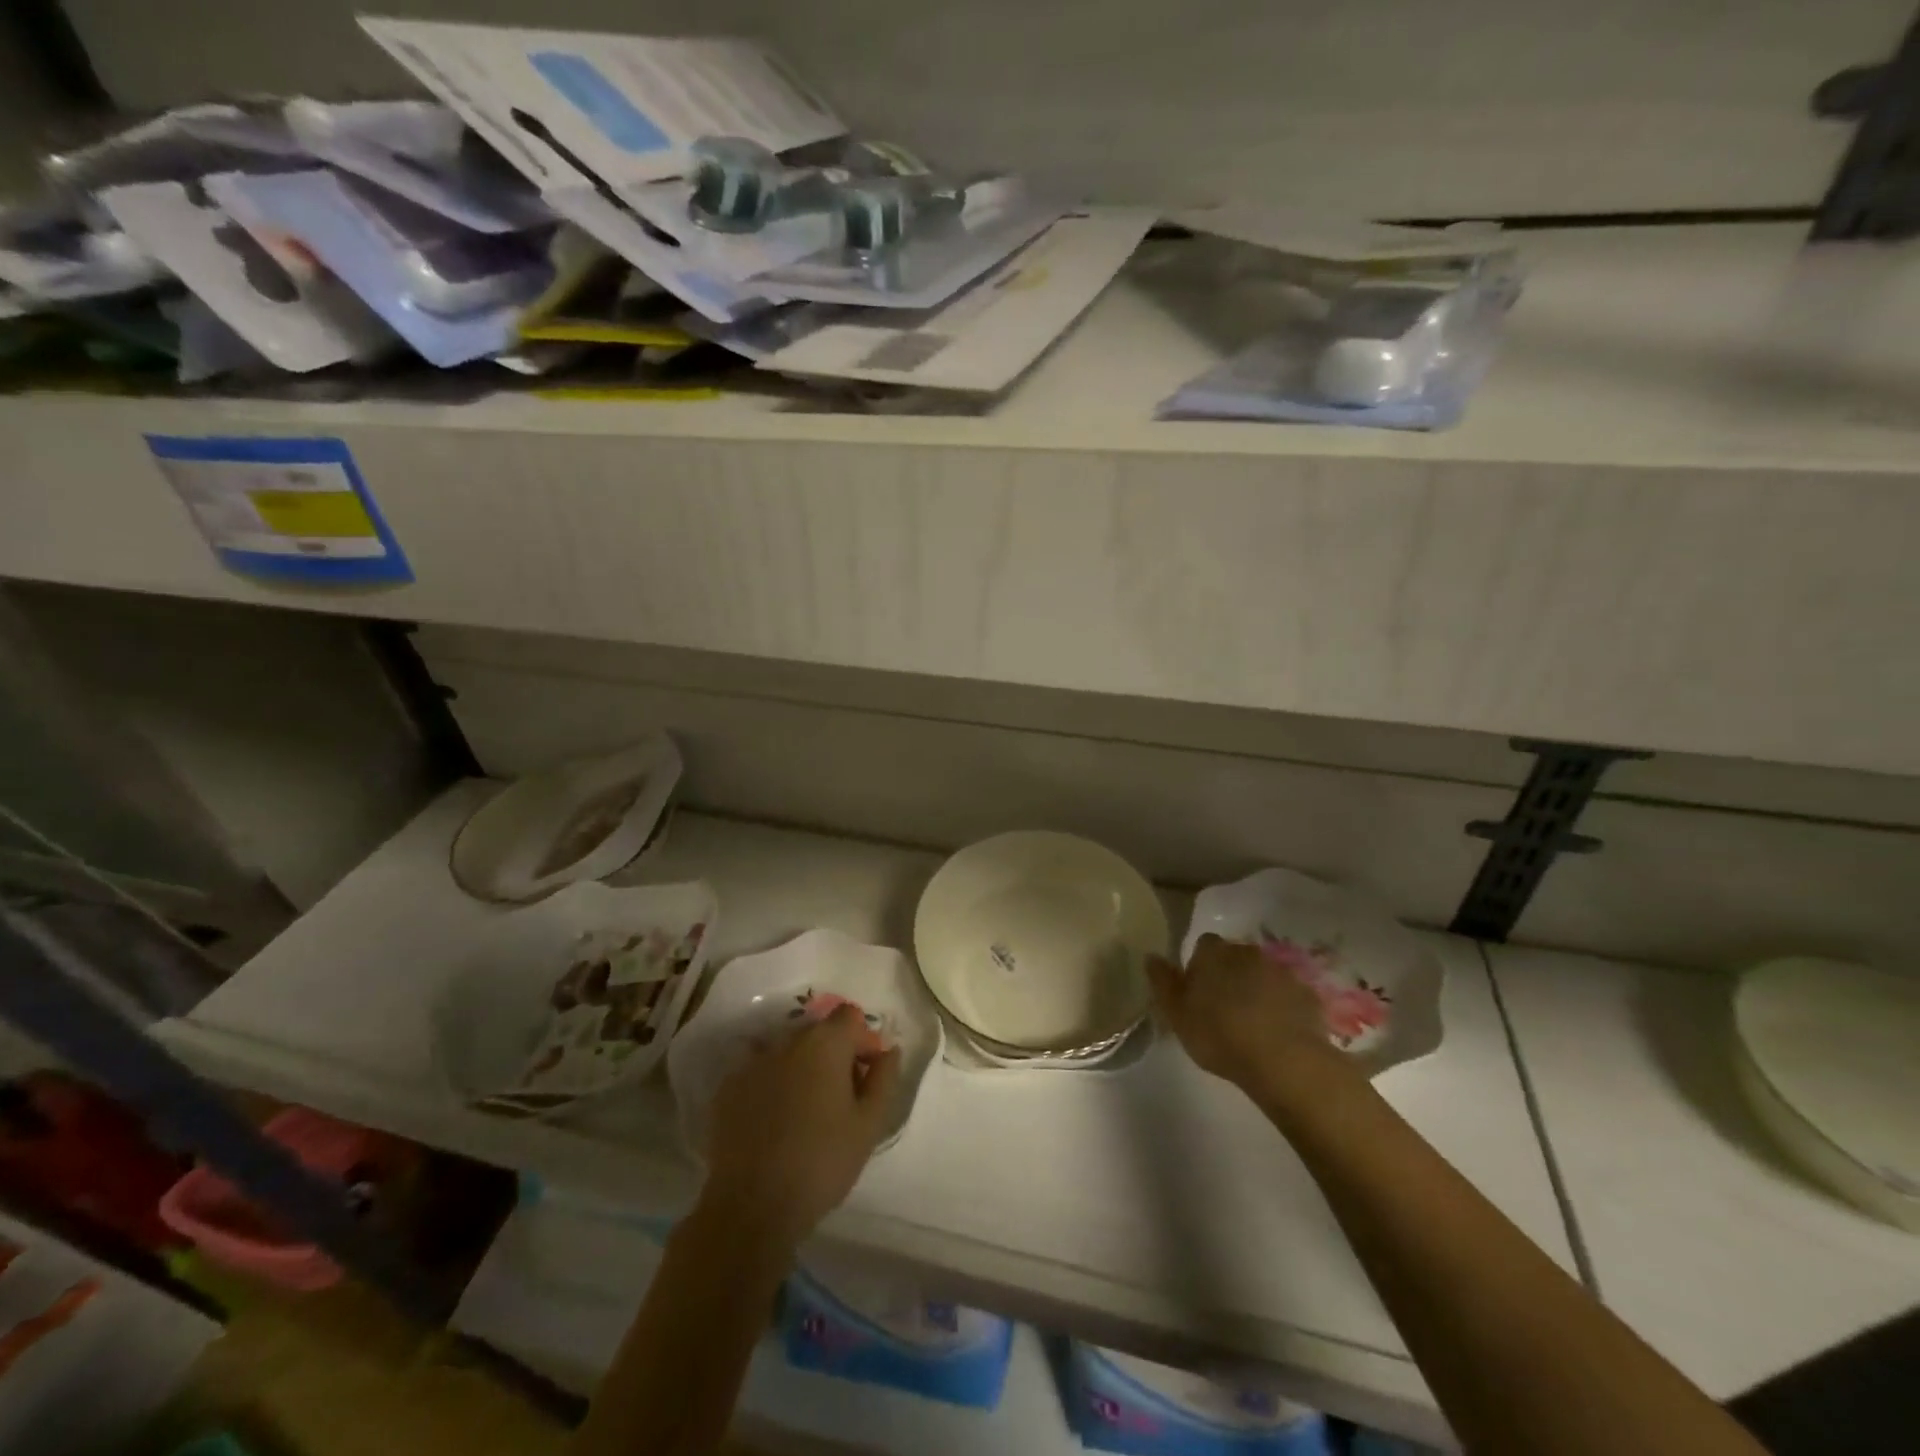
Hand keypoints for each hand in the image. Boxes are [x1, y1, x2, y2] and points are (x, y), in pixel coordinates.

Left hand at [701, 1004, 901, 1248]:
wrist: (752, 1207)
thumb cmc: (822, 1162)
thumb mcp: (869, 1124)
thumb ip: (884, 1079)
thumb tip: (889, 1051)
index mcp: (824, 1043)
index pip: (850, 1017)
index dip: (864, 1040)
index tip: (867, 1076)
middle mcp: (786, 1041)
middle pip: (818, 1032)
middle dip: (834, 1055)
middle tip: (841, 1098)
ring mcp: (752, 1063)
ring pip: (787, 1052)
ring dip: (802, 1069)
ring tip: (806, 1111)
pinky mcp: (727, 1089)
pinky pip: (759, 1073)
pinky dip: (772, 1086)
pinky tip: (775, 1122)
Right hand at [1148, 934, 1356, 1107]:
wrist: (1283, 1060)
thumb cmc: (1219, 1034)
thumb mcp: (1176, 1013)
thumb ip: (1162, 982)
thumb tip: (1151, 956)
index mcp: (1213, 953)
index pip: (1203, 946)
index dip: (1200, 966)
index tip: (1198, 993)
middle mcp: (1247, 952)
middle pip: (1235, 957)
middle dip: (1230, 976)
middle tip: (1223, 1009)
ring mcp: (1281, 972)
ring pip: (1263, 975)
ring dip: (1256, 991)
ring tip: (1252, 1024)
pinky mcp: (1307, 995)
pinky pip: (1288, 996)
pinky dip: (1282, 1008)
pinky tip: (1277, 1034)